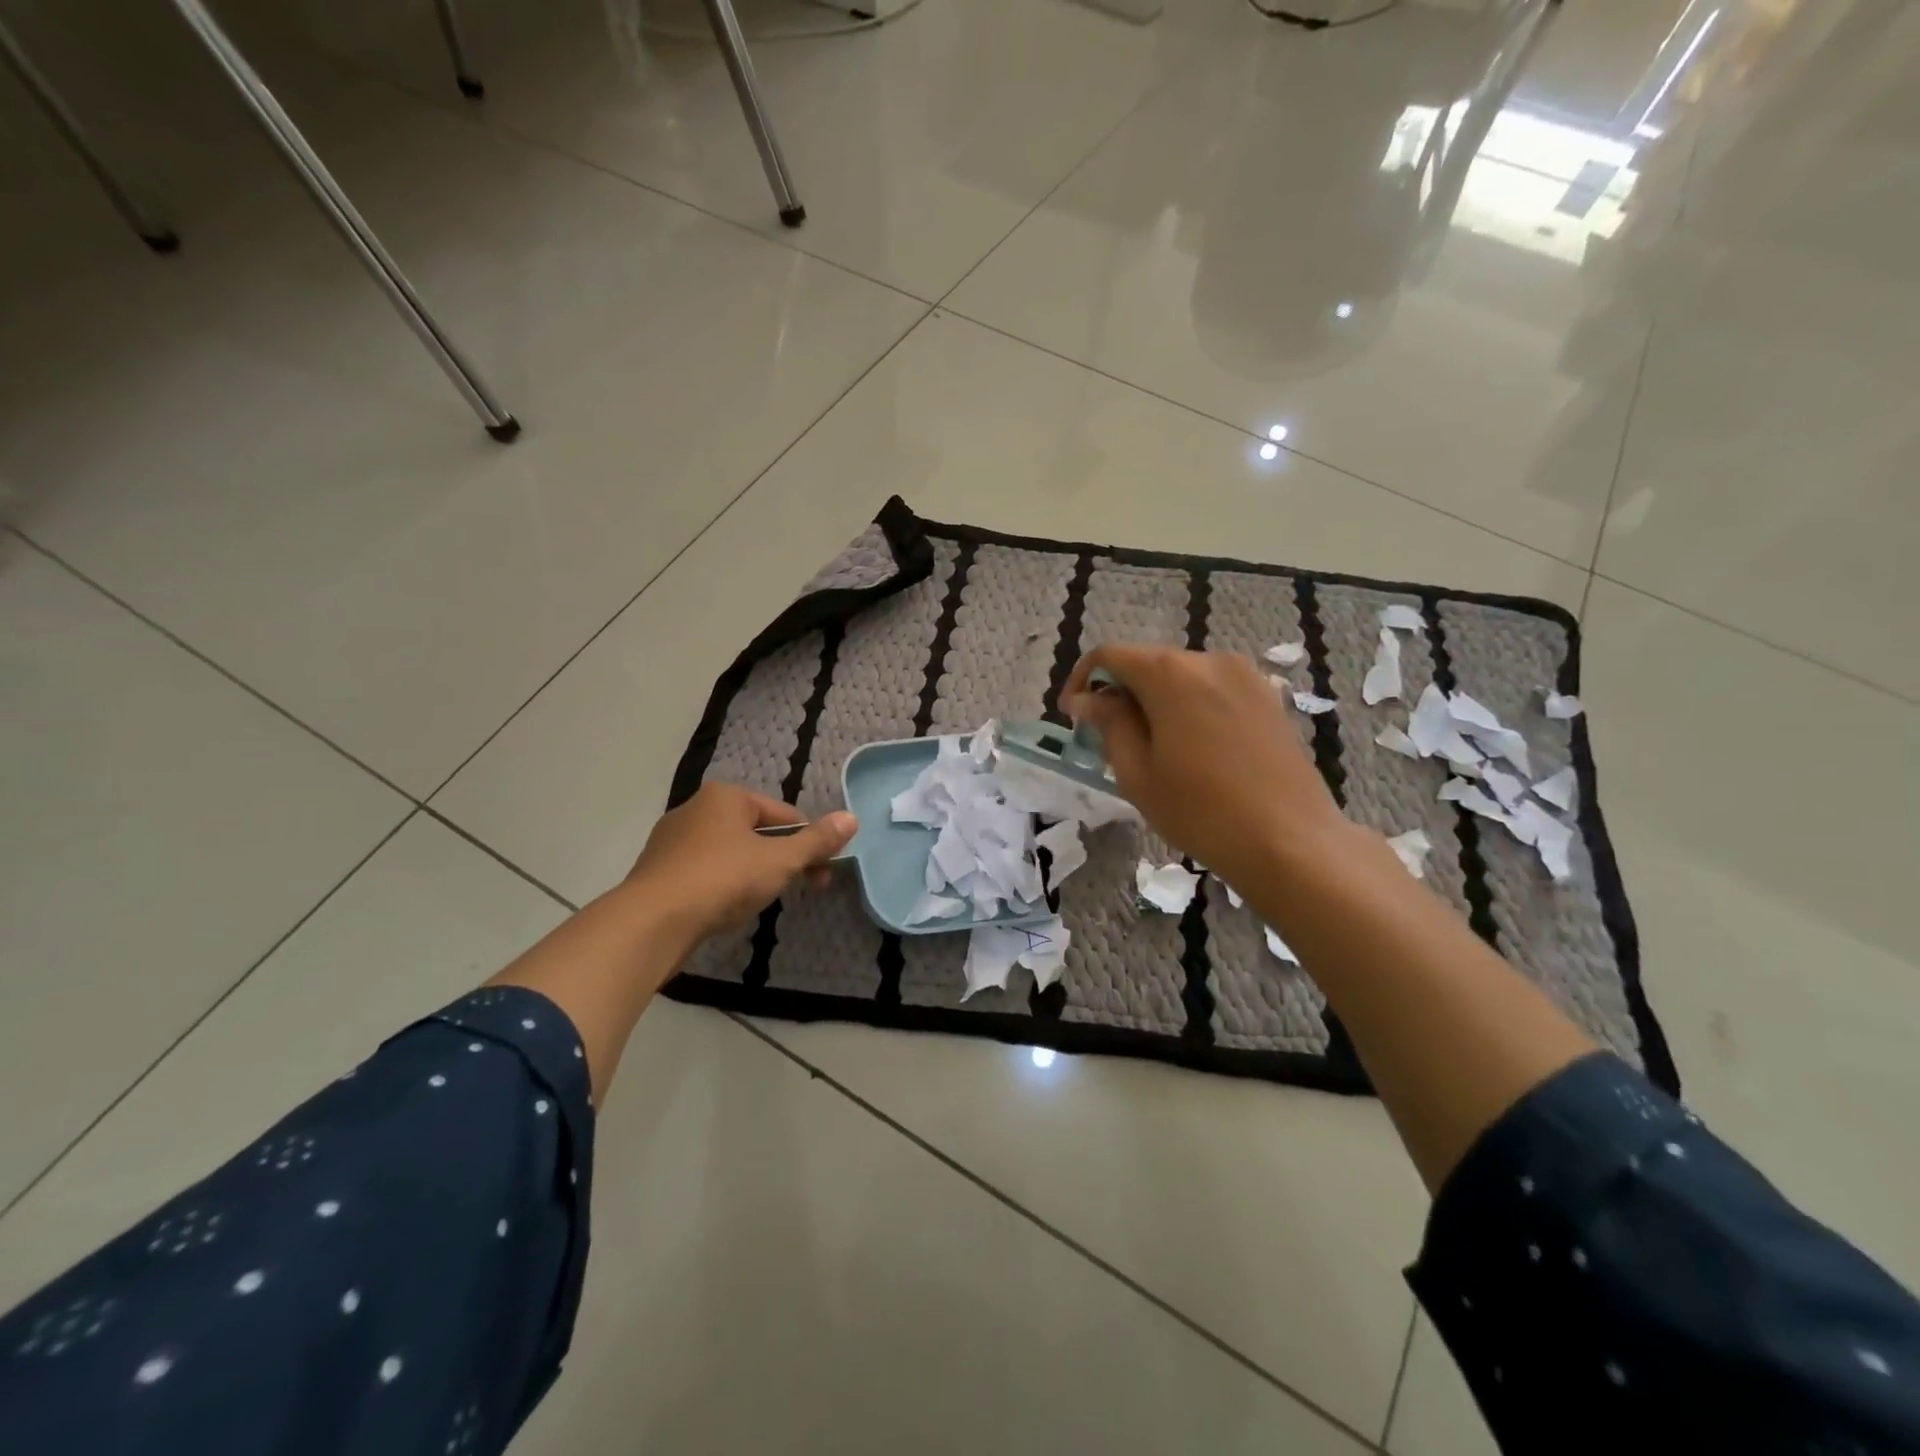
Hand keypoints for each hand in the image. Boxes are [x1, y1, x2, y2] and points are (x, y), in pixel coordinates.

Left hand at [623, 783, 856, 943]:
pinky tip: (726, 908)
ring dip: (753, 873)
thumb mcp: (781, 861)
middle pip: (757, 832)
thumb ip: (817, 841)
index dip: (809, 844)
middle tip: (801, 890)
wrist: (651, 922)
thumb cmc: (723, 880)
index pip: (784, 815)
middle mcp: (696, 808)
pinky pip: (704, 871)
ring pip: (730, 852)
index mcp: (726, 796)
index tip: (822, 874)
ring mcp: (671, 840)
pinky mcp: (657, 870)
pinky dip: (722, 885)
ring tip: (760, 902)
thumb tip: (851, 817)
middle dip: (782, 860)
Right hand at [1062, 645, 1351, 888]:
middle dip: (1120, 693)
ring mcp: (1245, 676)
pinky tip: (1191, 748)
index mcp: (1170, 674)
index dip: (1082, 680)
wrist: (1290, 841)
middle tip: (1107, 738)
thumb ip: (1109, 723)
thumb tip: (1087, 698)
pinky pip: (1212, 690)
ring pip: (1181, 677)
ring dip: (1155, 701)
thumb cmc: (1201, 811)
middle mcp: (1209, 660)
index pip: (1110, 655)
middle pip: (1148, 663)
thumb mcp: (1137, 772)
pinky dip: (1188, 707)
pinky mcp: (1268, 697)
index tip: (1072, 715)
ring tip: (1150, 748)